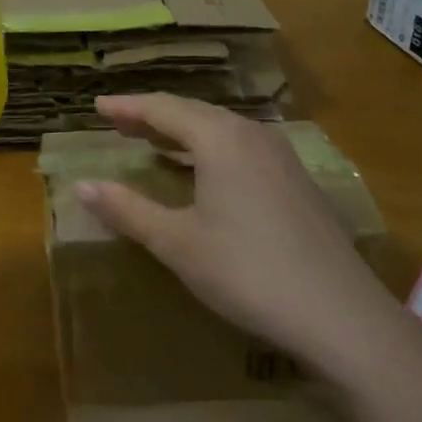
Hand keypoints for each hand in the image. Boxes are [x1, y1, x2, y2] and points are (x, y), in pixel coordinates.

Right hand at [76, 95, 398, 362]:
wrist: (339, 314)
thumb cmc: (246, 272)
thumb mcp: (177, 243)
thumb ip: (127, 209)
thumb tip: (82, 185)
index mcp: (220, 138)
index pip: (163, 108)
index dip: (127, 107)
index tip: (97, 106)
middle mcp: (252, 135)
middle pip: (194, 112)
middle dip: (153, 116)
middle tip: (120, 122)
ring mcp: (281, 157)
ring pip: (221, 130)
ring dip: (183, 132)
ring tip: (154, 141)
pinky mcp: (297, 182)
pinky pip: (242, 148)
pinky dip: (210, 150)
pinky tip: (204, 172)